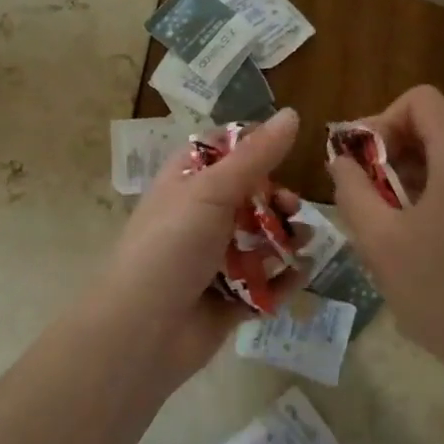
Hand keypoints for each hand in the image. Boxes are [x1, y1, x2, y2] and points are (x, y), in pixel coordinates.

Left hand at [85, 107, 302, 383]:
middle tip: (292, 207)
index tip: (285, 148)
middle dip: (276, 198)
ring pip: (260, 239)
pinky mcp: (229, 298)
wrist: (142, 331)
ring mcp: (213, 259)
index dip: (253, 146)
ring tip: (301, 242)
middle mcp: (199, 216)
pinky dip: (283, 279)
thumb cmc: (171, 246)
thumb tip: (292, 112)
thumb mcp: (212, 191)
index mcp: (186, 182)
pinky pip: (265, 283)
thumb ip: (255, 155)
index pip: (222, 150)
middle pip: (249, 196)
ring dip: (285, 238)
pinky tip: (299, 273)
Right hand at [328, 86, 443, 381]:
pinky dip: (430, 195)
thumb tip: (340, 159)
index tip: (361, 160)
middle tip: (362, 192)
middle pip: (433, 128)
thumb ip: (353, 190)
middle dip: (389, 151)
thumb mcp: (380, 241)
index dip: (382, 118)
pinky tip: (413, 239)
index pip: (421, 101)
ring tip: (382, 220)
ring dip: (406, 177)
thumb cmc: (441, 294)